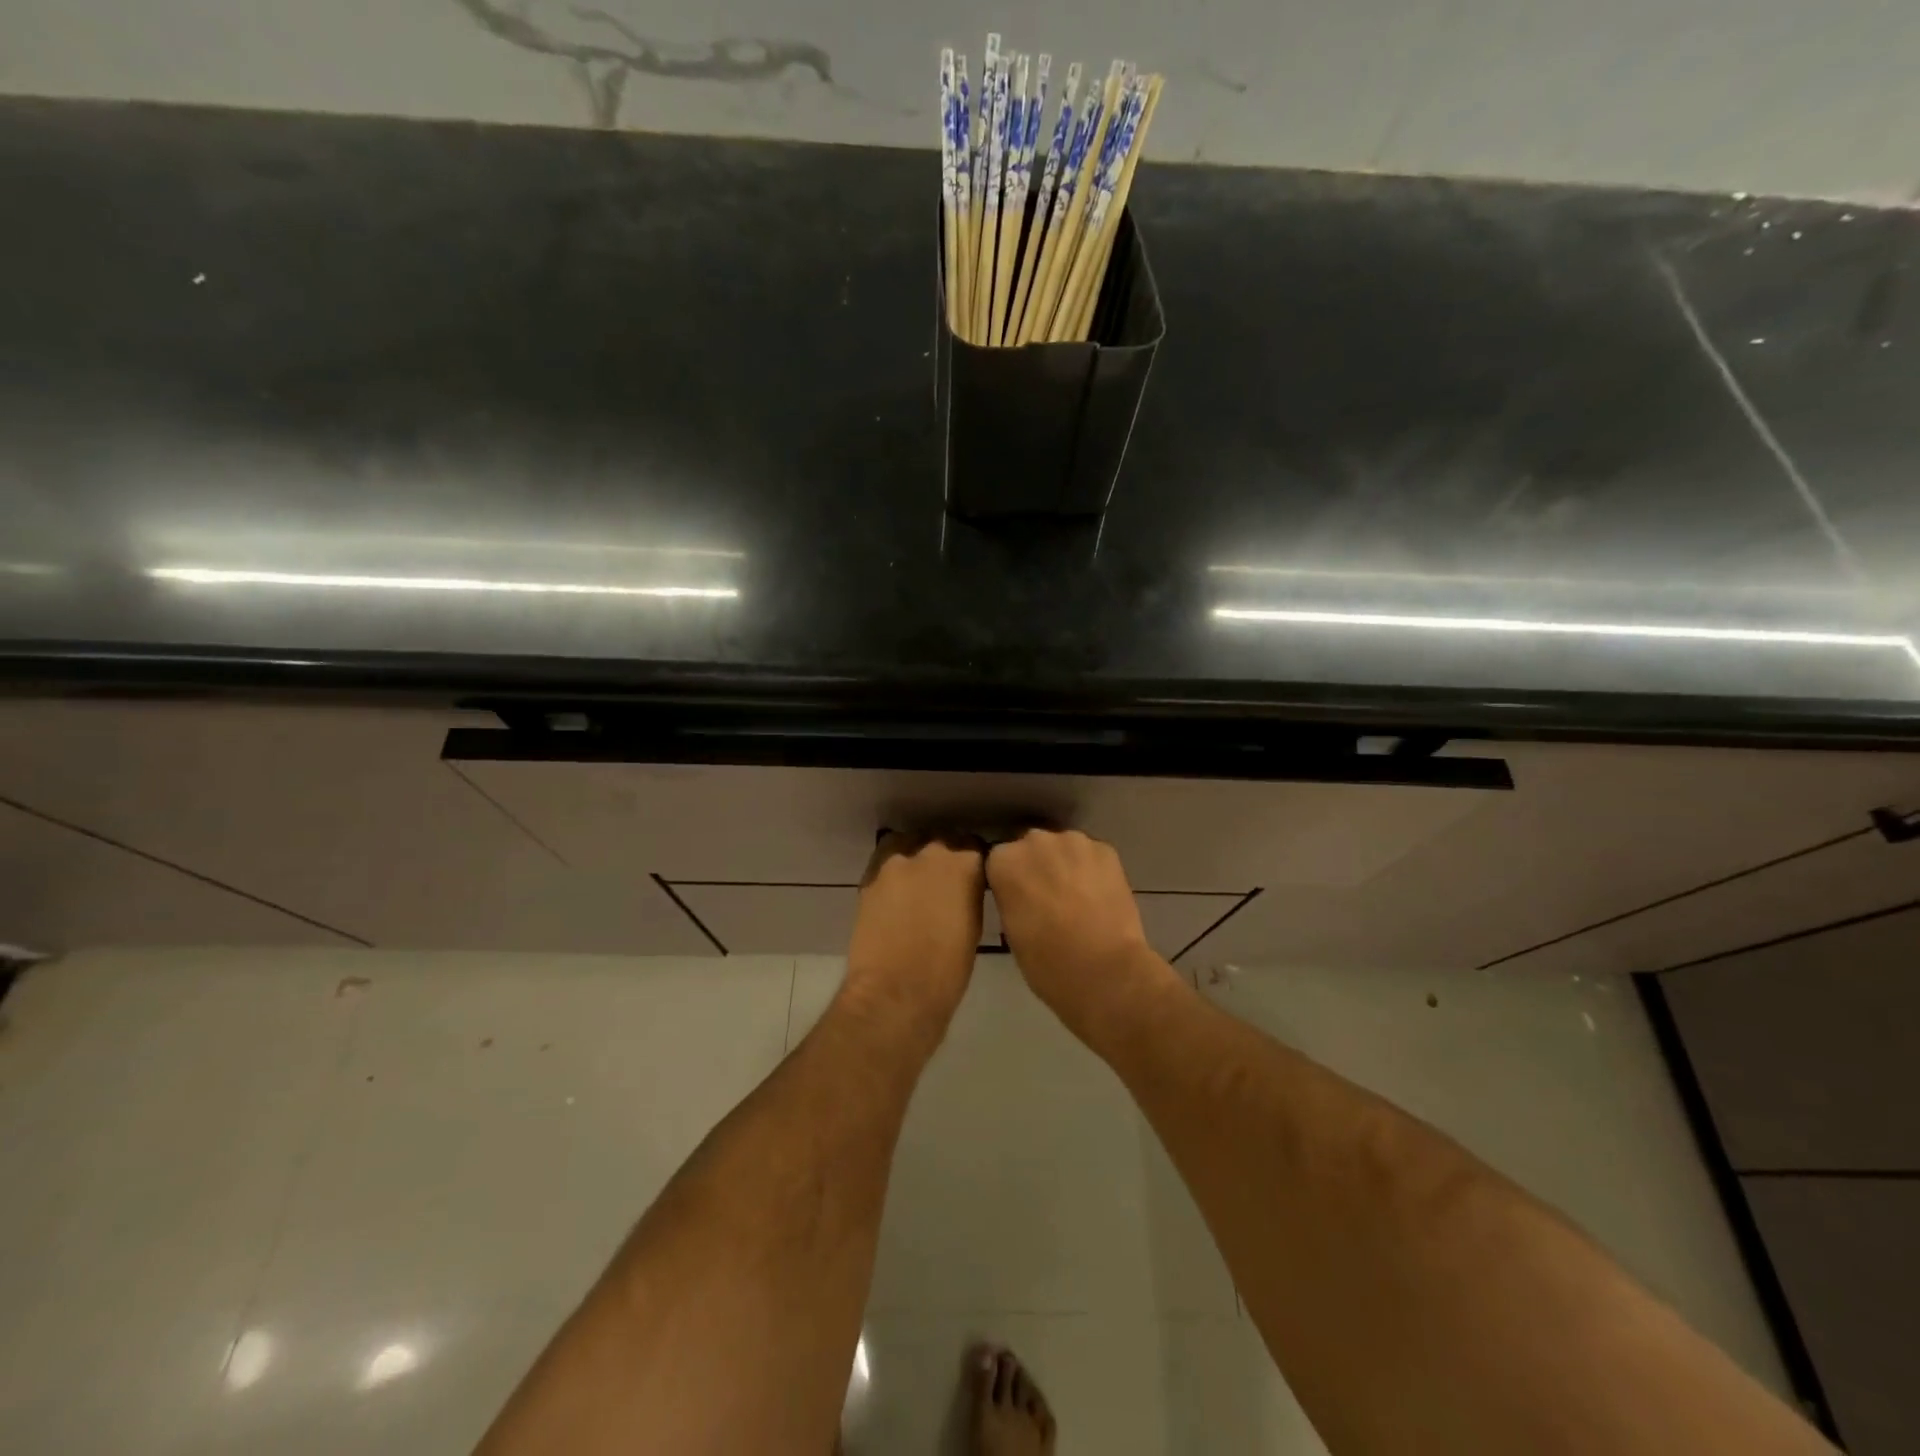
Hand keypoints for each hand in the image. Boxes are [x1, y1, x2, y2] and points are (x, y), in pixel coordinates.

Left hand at [841, 832, 985, 1041]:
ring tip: (916, 885)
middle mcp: (930, 852)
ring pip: (908, 846)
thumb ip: (968, 893)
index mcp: (964, 864)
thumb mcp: (973, 925)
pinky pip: (884, 864)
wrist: (895, 993)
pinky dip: (892, 874)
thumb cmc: (947, 970)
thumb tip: (962, 888)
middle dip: (944, 857)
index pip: (973, 846)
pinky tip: (894, 895)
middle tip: (944, 883)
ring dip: (915, 859)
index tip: (972, 876)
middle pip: (940, 842)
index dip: (972, 862)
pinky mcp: (869, 878)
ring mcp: (895, 863)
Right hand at [986, 828, 1182, 1040]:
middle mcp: (1034, 841)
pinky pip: (1092, 855)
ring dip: (1066, 865)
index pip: (999, 861)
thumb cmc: (1046, 963)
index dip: (1010, 880)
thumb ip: (1011, 898)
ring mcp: (1073, 841)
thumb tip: (1022, 894)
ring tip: (1078, 897)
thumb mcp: (1010, 930)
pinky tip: (1100, 896)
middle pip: (1031, 847)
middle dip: (1037, 867)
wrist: (1104, 971)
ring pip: (1064, 848)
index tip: (1018, 900)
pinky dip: (1093, 870)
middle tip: (1048, 898)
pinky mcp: (1106, 849)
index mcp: (1003, 861)